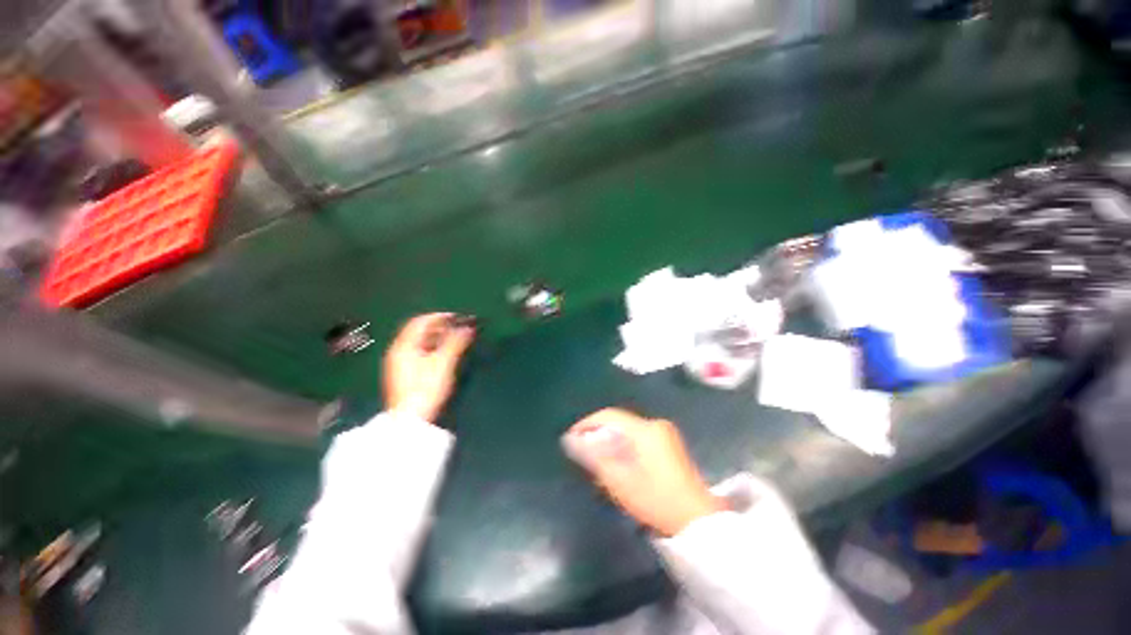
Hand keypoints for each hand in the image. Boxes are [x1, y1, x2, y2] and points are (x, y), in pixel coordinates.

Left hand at [383, 313, 475, 422]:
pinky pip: (418, 352)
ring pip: (419, 342)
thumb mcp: (444, 362)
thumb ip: (456, 342)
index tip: (458, 317)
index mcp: (404, 345)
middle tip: (459, 328)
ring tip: (455, 339)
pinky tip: (443, 354)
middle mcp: (398, 351)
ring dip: (437, 337)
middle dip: (440, 326)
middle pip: (419, 330)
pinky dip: (432, 347)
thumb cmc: (426, 387)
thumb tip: (469, 327)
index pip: (421, 321)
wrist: (411, 420)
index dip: (440, 316)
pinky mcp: (404, 373)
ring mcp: (399, 363)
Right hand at [562, 408, 725, 536]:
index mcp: (645, 429)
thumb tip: (571, 440)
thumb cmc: (655, 500)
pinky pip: (639, 439)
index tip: (570, 437)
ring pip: (629, 431)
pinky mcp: (670, 445)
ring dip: (611, 442)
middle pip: (619, 422)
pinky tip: (619, 464)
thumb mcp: (619, 480)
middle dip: (599, 435)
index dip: (587, 424)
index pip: (609, 415)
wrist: (696, 521)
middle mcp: (655, 424)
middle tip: (583, 452)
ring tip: (598, 460)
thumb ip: (594, 457)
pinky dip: (625, 447)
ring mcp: (665, 434)